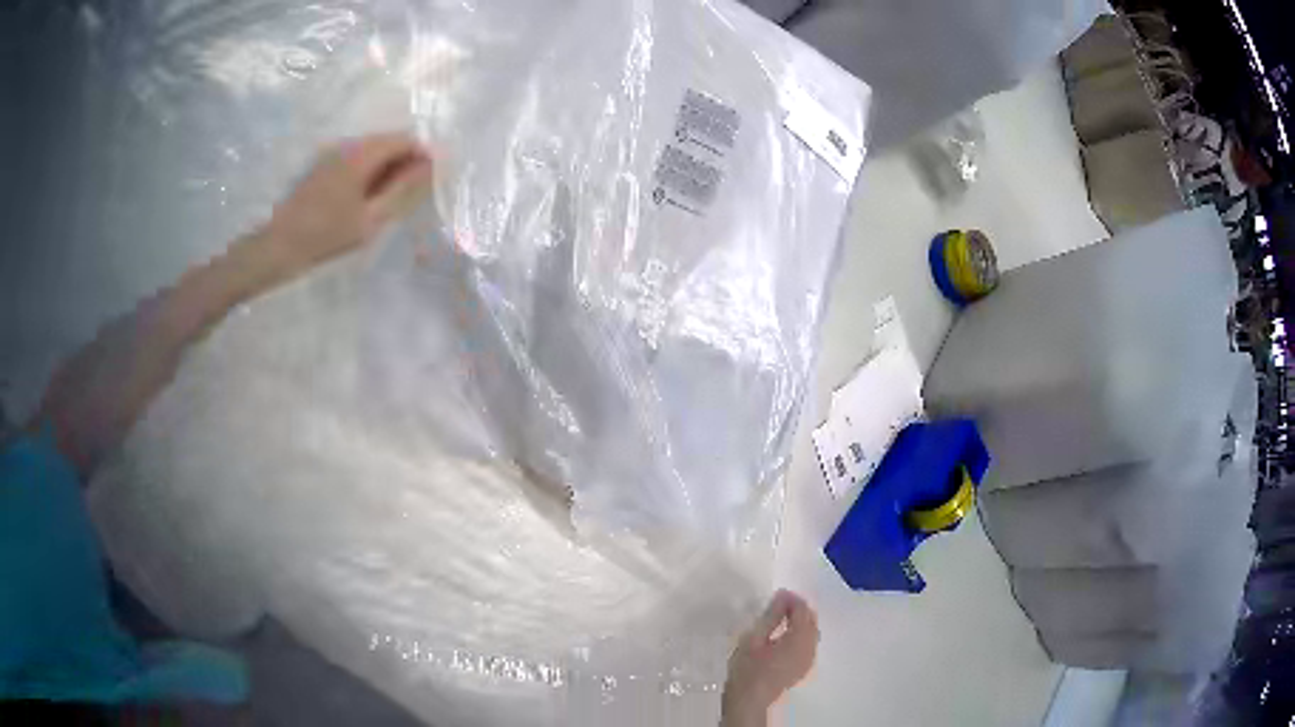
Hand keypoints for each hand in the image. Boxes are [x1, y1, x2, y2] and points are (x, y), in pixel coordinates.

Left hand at [257, 132, 432, 280]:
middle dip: (406, 162)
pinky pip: (358, 158)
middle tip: (412, 195)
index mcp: (362, 153)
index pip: (405, 139)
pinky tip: (367, 198)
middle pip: (389, 141)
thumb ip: (402, 188)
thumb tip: (430, 165)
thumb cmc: (326, 236)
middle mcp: (349, 144)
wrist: (279, 246)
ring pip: (374, 150)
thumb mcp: (371, 218)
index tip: (431, 181)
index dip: (423, 156)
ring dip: (388, 168)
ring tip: (390, 200)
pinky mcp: (325, 164)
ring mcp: (334, 152)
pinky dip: (370, 172)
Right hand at [721, 590, 818, 726]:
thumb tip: (783, 596)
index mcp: (799, 640)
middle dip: (798, 609)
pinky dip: (801, 634)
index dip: (792, 599)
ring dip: (800, 621)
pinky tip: (786, 635)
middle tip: (778, 604)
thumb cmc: (747, 669)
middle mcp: (810, 648)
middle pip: (811, 621)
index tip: (777, 594)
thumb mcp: (754, 638)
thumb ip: (771, 616)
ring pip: (812, 632)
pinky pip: (809, 643)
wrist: (749, 699)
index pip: (803, 611)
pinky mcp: (804, 667)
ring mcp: (809, 659)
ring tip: (780, 617)